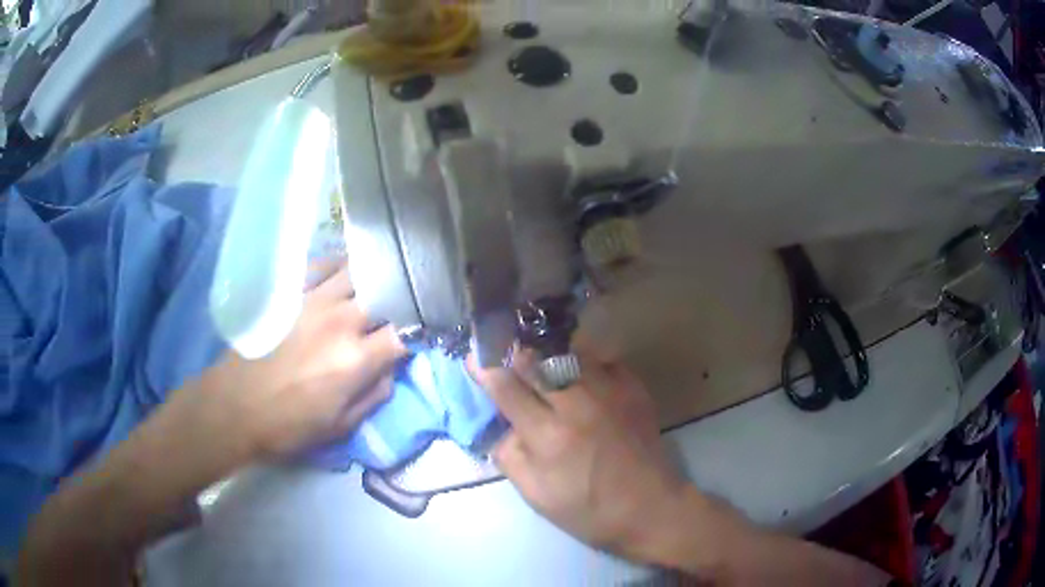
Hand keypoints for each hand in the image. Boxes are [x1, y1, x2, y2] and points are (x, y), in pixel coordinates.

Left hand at [193, 264, 406, 459]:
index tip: (412, 340)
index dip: (414, 335)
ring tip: (372, 286)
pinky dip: (337, 266)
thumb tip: (389, 371)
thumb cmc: (288, 425)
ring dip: (370, 279)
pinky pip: (321, 265)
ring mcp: (313, 300)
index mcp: (356, 359)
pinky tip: (339, 277)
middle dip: (396, 303)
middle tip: (394, 311)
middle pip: (385, 295)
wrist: (235, 406)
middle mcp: (340, 321)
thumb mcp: (340, 426)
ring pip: (356, 271)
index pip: (404, 333)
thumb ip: (373, 396)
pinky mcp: (290, 292)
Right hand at [470, 351, 694, 557]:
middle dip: (513, 353)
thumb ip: (510, 456)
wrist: (651, 508)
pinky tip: (580, 377)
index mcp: (548, 435)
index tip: (474, 357)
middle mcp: (577, 404)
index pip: (506, 387)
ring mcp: (609, 391)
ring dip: (548, 355)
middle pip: (535, 359)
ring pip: (567, 352)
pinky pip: (600, 360)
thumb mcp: (536, 496)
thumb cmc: (590, 510)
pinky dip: (584, 363)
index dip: (485, 368)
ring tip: (541, 363)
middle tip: (504, 353)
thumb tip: (501, 426)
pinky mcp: (633, 388)